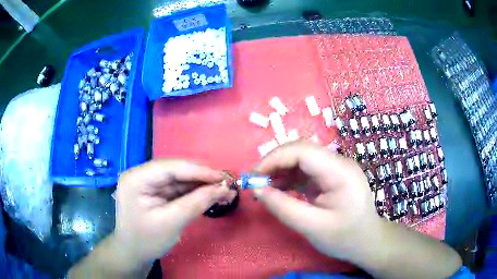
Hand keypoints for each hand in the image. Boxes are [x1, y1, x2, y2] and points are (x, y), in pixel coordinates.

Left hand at [113, 159, 233, 268]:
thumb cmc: (147, 240)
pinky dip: (196, 192)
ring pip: (180, 179)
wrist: (134, 254)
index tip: (223, 177)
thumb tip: (223, 188)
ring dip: (202, 185)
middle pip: (176, 170)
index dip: (198, 170)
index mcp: (137, 178)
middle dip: (202, 178)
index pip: (170, 167)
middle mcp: (142, 175)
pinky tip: (211, 195)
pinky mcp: (157, 192)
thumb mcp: (171, 223)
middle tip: (227, 183)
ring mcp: (149, 183)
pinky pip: (179, 188)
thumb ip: (196, 203)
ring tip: (224, 191)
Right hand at [252, 141, 381, 260]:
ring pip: (300, 160)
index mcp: (340, 171)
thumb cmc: (344, 237)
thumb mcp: (312, 227)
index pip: (302, 151)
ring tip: (262, 188)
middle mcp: (338, 163)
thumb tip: (257, 190)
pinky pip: (304, 171)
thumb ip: (283, 207)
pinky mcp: (329, 177)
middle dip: (274, 164)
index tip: (254, 177)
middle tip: (255, 183)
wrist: (366, 242)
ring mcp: (334, 169)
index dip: (274, 159)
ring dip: (279, 171)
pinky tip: (277, 190)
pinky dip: (287, 179)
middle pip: (300, 151)